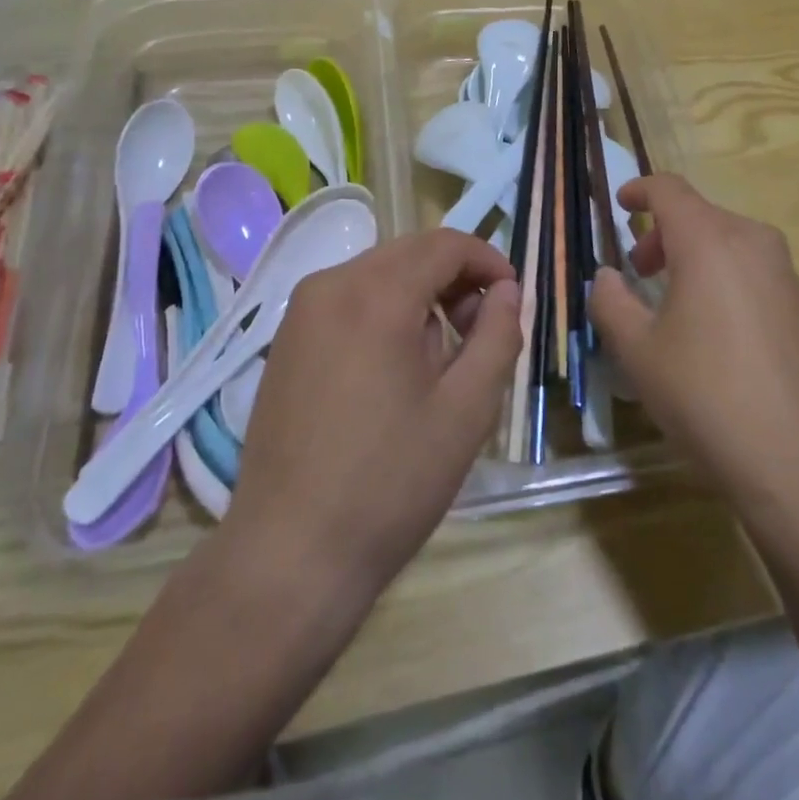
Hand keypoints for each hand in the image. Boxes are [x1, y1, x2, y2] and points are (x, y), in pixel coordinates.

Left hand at [224, 230, 520, 605]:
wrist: (289, 555)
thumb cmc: (390, 482)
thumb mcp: (467, 409)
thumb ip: (498, 335)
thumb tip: (507, 290)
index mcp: (376, 295)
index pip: (445, 244)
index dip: (488, 260)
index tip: (513, 296)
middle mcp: (331, 285)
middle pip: (410, 252)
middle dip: (455, 277)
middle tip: (481, 330)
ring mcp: (300, 312)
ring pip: (380, 273)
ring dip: (420, 294)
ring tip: (440, 358)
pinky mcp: (285, 340)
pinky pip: (349, 299)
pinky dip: (385, 310)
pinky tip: (394, 368)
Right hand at [589, 176, 798, 536]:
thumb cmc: (706, 394)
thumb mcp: (638, 351)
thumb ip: (610, 302)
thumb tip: (605, 276)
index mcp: (710, 240)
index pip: (669, 190)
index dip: (640, 190)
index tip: (620, 205)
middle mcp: (751, 241)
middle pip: (698, 214)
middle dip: (661, 233)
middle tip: (636, 271)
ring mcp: (782, 271)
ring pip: (725, 240)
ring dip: (689, 254)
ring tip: (666, 300)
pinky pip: (747, 266)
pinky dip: (717, 274)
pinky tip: (707, 324)